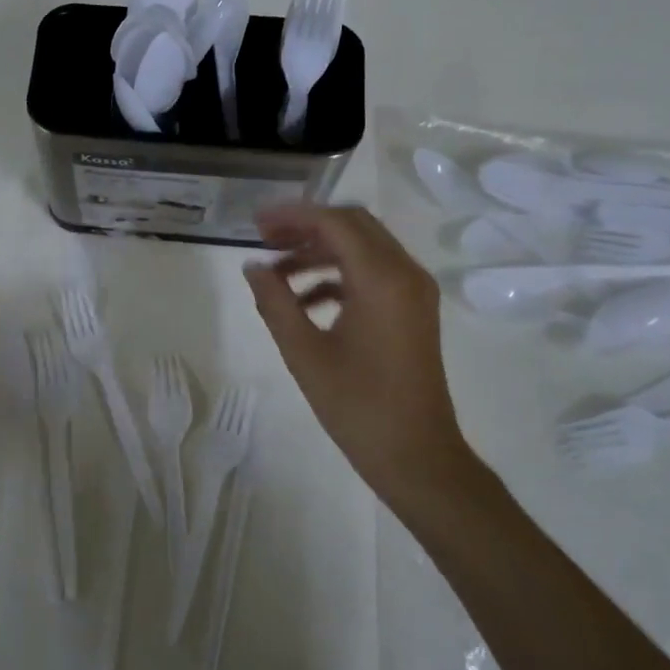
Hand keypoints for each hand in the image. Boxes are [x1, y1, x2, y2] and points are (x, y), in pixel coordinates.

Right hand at [244, 204, 475, 512]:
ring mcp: (414, 291)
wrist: (416, 454)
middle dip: (305, 227)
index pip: (335, 223)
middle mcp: (405, 273)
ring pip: (363, 248)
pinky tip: (304, 301)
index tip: (255, 222)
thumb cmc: (357, 405)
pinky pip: (373, 274)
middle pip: (353, 226)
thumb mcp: (304, 353)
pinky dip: (337, 276)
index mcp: (382, 279)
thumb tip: (252, 267)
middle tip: (263, 240)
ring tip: (275, 274)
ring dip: (319, 252)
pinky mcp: (413, 310)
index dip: (292, 216)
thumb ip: (274, 302)